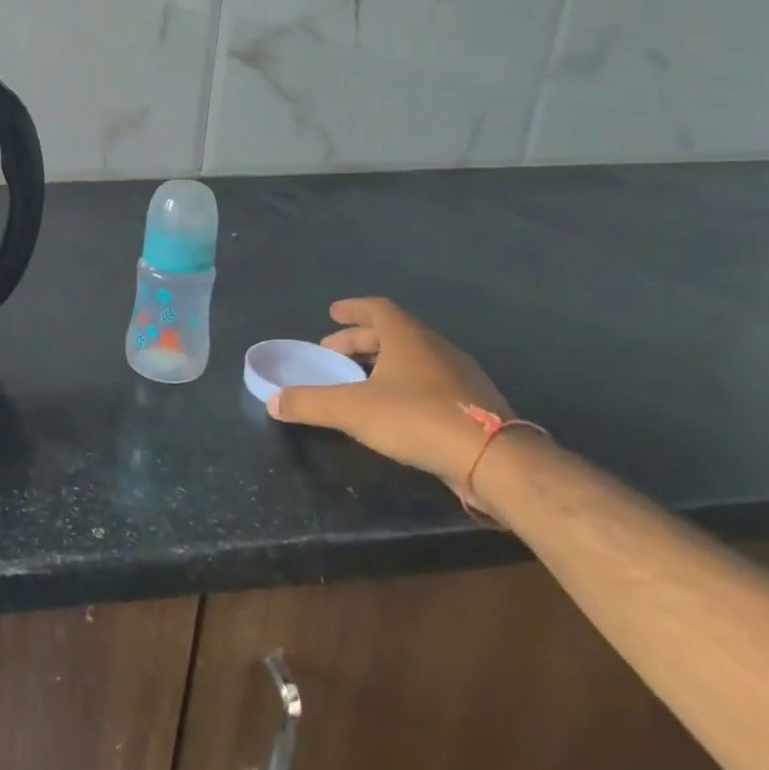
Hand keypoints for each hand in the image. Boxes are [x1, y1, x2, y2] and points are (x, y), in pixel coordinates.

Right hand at [267, 297, 515, 496]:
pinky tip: (395, 407)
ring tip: (360, 380)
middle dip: (360, 341)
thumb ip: (309, 403)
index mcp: (408, 338)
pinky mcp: (474, 405)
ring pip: (414, 358)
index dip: (352, 309)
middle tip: (333, 352)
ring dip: (384, 363)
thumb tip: (273, 402)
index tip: (332, 313)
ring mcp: (461, 376)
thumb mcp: (351, 410)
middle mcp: (437, 349)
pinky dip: (405, 384)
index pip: (378, 309)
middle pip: (394, 333)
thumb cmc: (417, 419)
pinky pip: (431, 381)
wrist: (495, 460)